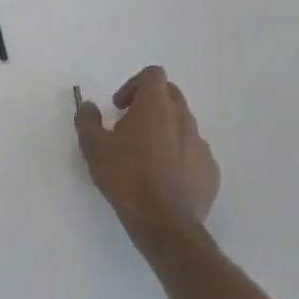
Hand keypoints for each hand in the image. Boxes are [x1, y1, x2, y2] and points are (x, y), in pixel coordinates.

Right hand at [75, 66, 219, 241]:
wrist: (165, 223)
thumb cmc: (126, 178)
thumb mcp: (93, 147)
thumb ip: (87, 120)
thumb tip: (89, 106)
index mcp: (156, 105)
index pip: (153, 74)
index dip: (134, 85)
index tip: (120, 107)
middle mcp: (183, 117)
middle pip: (170, 95)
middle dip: (150, 104)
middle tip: (130, 127)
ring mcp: (200, 143)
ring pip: (182, 124)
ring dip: (165, 130)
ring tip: (146, 157)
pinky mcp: (210, 169)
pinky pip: (193, 152)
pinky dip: (179, 156)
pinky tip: (164, 178)